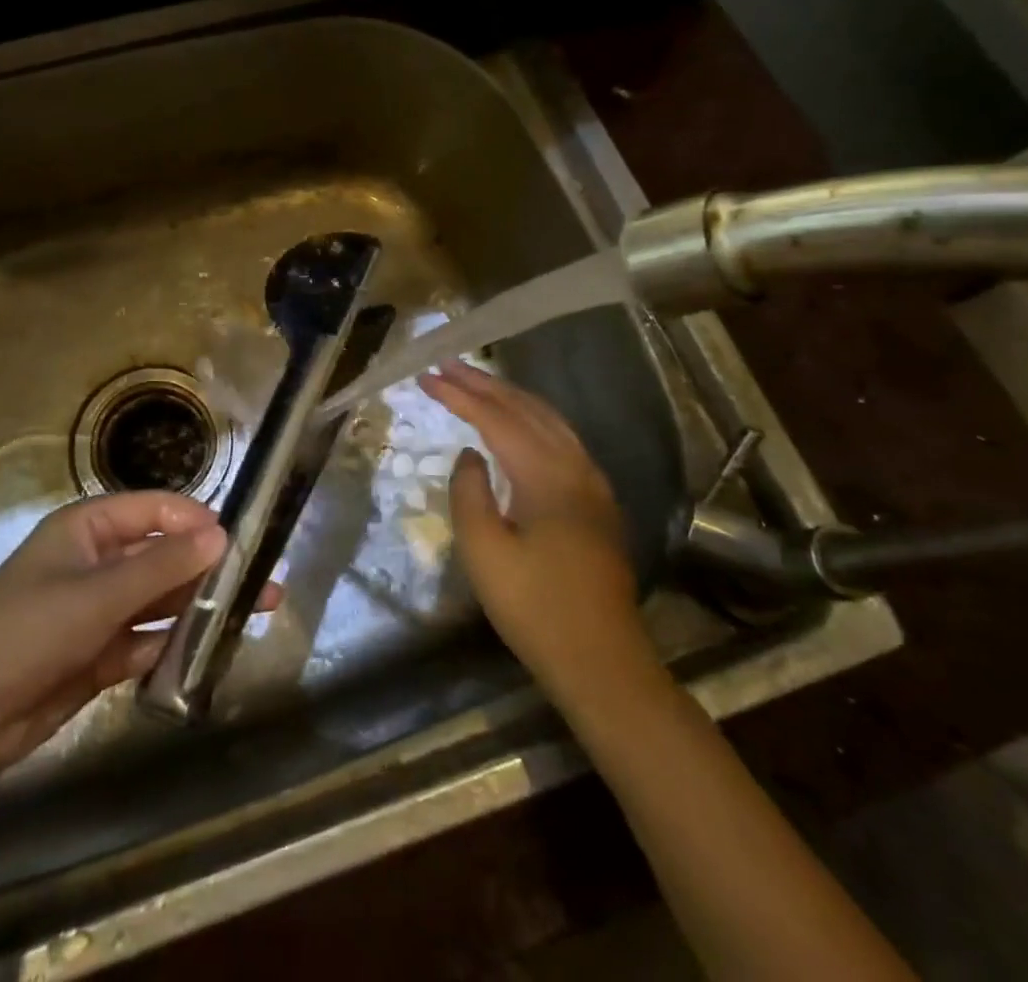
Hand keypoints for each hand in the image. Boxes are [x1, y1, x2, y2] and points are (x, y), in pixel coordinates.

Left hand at [0, 491, 276, 776]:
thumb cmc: (28, 630)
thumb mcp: (98, 594)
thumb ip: (162, 566)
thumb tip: (222, 534)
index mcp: (87, 528)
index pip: (153, 509)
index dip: (195, 520)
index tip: (238, 539)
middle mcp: (96, 562)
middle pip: (162, 555)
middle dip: (208, 567)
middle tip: (262, 580)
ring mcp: (98, 609)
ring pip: (159, 599)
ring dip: (199, 605)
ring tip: (253, 612)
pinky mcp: (99, 653)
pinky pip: (147, 639)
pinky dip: (173, 643)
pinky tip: (210, 648)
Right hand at [418, 361, 661, 704]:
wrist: (601, 661)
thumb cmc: (534, 608)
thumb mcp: (484, 552)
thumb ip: (469, 492)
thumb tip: (470, 454)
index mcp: (546, 476)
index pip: (496, 419)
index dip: (459, 395)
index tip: (426, 377)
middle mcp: (575, 467)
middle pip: (526, 409)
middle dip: (484, 384)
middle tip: (446, 365)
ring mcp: (592, 484)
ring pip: (550, 420)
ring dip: (510, 397)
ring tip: (476, 382)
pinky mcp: (597, 502)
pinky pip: (562, 439)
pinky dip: (532, 418)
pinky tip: (519, 423)